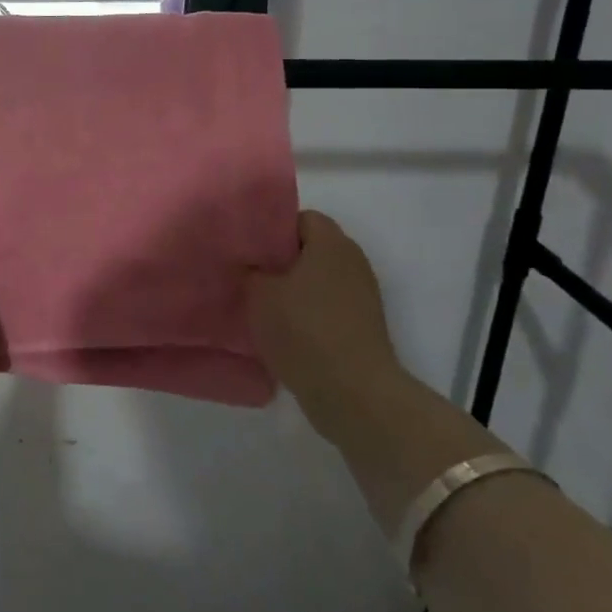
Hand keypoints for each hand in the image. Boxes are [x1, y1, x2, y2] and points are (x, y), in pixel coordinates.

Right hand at [247, 210, 401, 431]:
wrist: (353, 394)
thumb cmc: (304, 330)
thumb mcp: (259, 294)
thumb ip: (251, 270)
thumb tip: (251, 265)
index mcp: (332, 243)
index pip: (301, 218)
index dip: (273, 229)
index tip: (248, 247)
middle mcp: (353, 262)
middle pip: (311, 249)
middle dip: (281, 260)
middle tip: (249, 274)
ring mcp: (362, 297)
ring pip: (318, 280)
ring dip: (293, 290)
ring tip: (261, 305)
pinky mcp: (363, 328)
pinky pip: (327, 307)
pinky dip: (307, 314)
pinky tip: (282, 331)